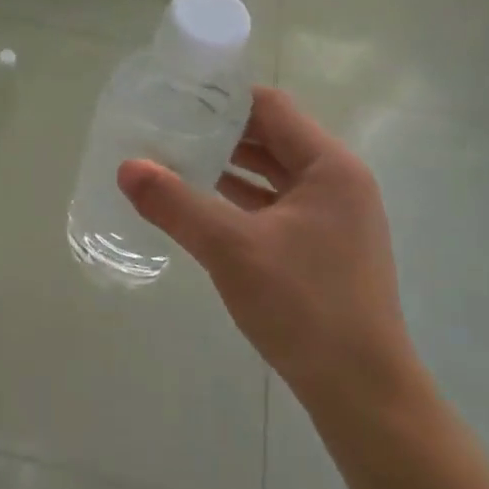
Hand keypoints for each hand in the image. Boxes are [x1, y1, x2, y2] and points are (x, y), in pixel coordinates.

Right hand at [118, 86, 414, 419]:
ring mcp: (333, 218)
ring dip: (228, 166)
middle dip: (220, 132)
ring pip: (272, 175)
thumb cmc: (304, 306)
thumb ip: (176, 203)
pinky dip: (239, 200)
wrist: (362, 392)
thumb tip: (126, 167)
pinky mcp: (322, 248)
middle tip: (166, 126)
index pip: (272, 107)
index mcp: (330, 167)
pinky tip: (201, 204)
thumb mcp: (230, 248)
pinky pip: (274, 207)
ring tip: (174, 158)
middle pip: (272, 138)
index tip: (177, 96)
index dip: (224, 98)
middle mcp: (338, 184)